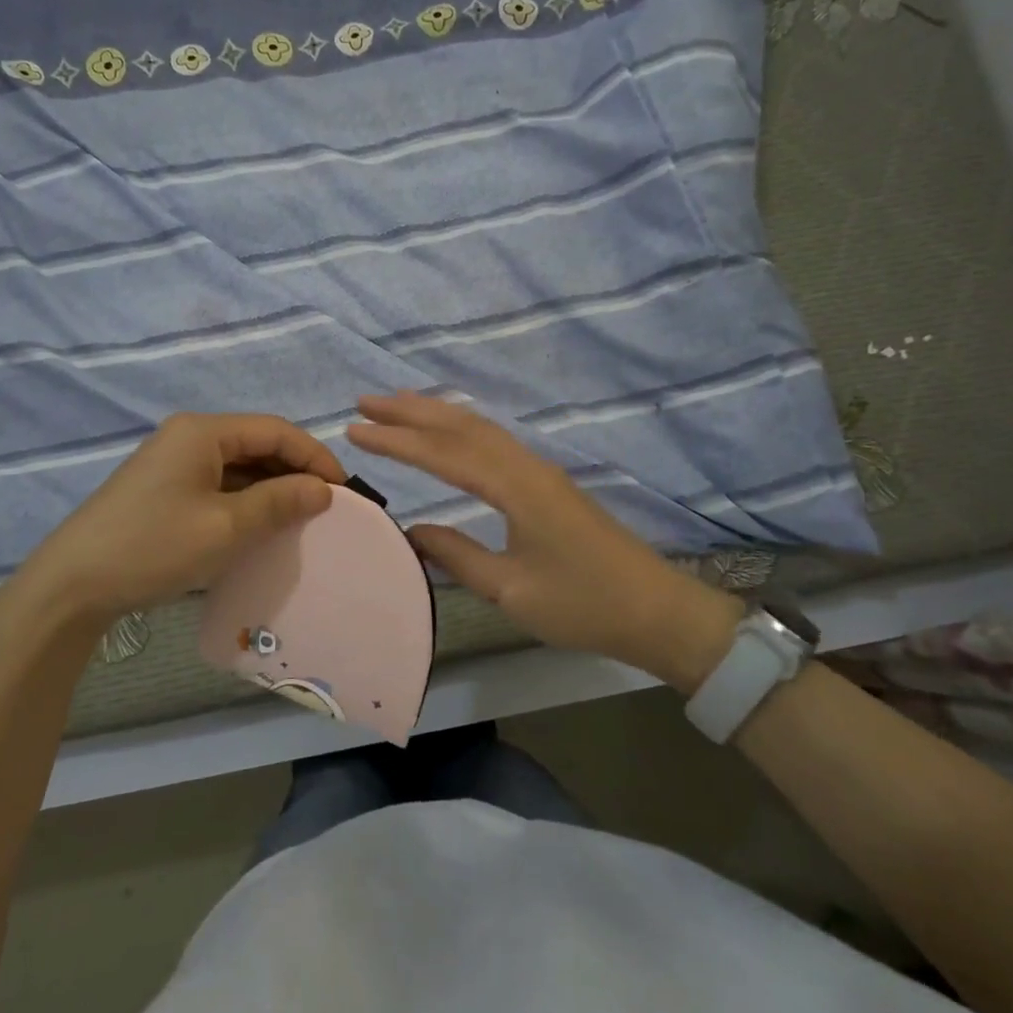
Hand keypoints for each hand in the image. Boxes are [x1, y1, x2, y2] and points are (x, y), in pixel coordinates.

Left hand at [13, 413, 346, 630]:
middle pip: (257, 443)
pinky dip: (244, 500)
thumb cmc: (154, 547)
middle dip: (294, 471)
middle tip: (325, 507)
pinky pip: (217, 484)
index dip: (314, 456)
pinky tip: (259, 526)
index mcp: (203, 431)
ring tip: (299, 519)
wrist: (71, 586)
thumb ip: (279, 502)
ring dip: (270, 488)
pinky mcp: (162, 488)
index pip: (275, 430)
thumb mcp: (225, 528)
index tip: (343, 490)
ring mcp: (172, 462)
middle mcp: (188, 436)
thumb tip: (323, 489)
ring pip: (238, 465)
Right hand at [348, 392, 741, 684]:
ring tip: (395, 405)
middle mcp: (527, 466)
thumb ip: (458, 556)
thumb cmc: (584, 605)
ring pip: (480, 428)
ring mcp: (540, 470)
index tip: (356, 429)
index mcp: (517, 488)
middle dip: (411, 411)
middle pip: (462, 426)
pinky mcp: (547, 482)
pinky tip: (448, 432)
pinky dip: (460, 428)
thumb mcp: (512, 590)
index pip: (445, 454)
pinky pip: (494, 441)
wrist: (657, 610)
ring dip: (436, 413)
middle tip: (365, 401)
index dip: (398, 440)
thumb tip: (413, 531)